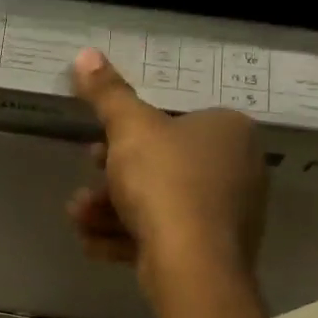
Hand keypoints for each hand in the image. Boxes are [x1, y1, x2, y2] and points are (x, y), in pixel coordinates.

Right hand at [66, 48, 267, 296]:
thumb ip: (108, 94)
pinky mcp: (215, 252)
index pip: (175, 121)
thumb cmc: (164, 181)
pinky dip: (128, 237)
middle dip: (113, 177)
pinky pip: (166, 236)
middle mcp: (238, 169)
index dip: (130, 134)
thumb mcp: (129, 129)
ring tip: (79, 216)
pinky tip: (92, 243)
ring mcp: (229, 215)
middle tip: (87, 181)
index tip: (99, 145)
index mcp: (229, 130)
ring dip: (111, 208)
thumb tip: (86, 54)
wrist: (192, 263)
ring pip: (160, 204)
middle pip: (163, 165)